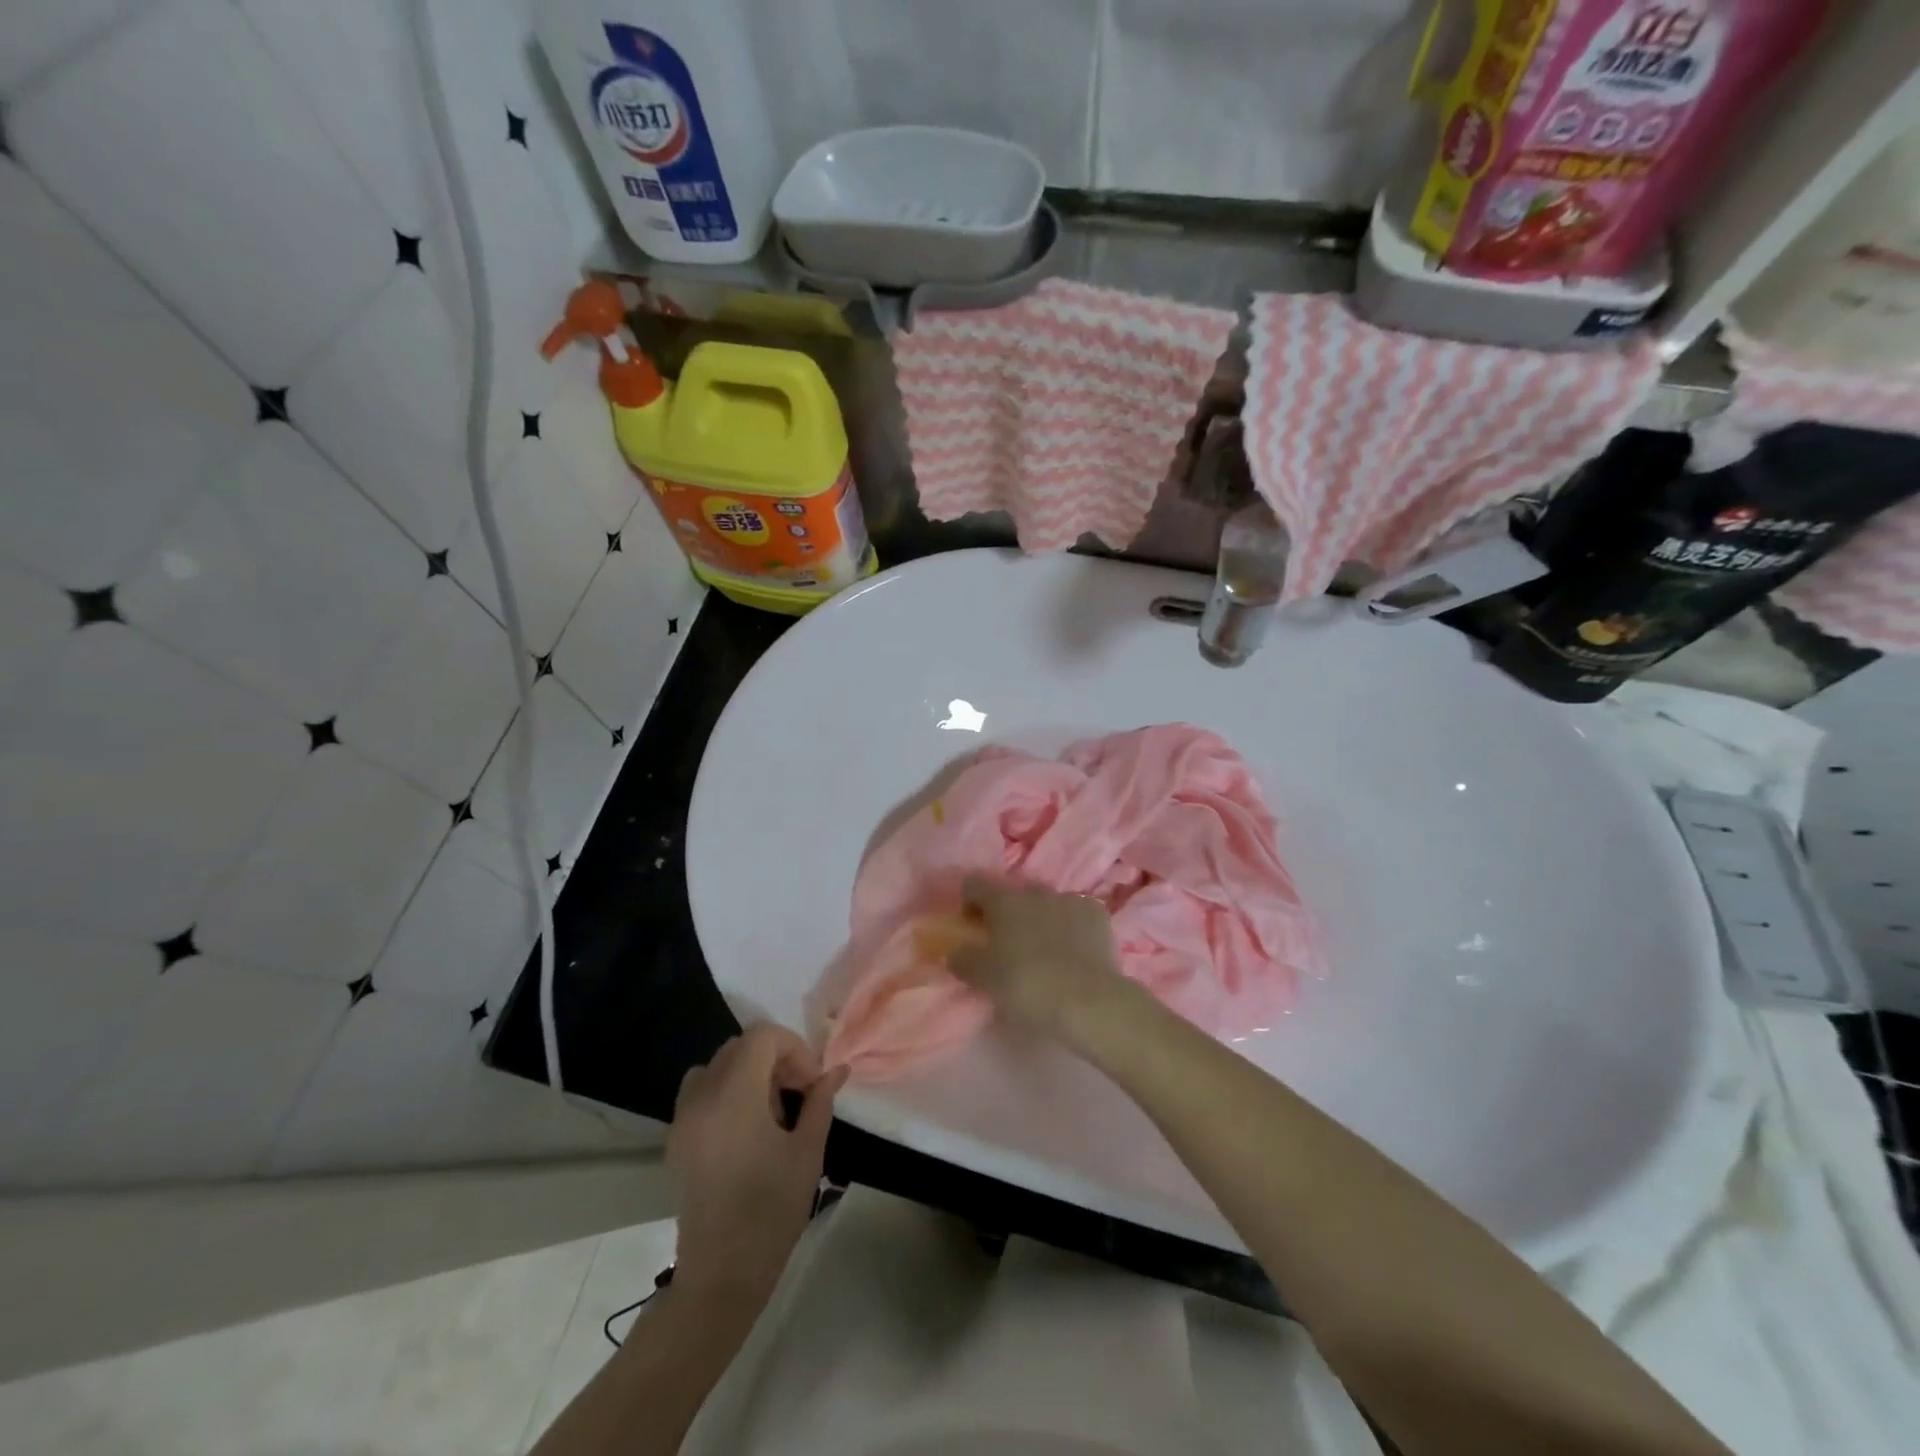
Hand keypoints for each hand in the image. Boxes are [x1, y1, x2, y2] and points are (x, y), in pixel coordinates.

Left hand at [667, 1025, 845, 1305]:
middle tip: (798, 1092)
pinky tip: (747, 1128)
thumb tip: (837, 1071)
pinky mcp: (676, 1139)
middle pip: (739, 1046)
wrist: (721, 1276)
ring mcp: (683, 1118)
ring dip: (748, 1072)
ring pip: (717, 1065)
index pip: (762, 1036)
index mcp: (734, 1095)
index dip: (794, 1048)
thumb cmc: (771, 1211)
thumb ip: (820, 1102)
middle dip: (774, 1058)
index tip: (811, 1083)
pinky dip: (726, 1090)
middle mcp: (702, 1097)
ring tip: (772, 1110)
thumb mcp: (808, 1153)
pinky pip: (700, 1091)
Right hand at [948, 877, 1128, 1039]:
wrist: (1088, 1001)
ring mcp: (1069, 899)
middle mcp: (1035, 892)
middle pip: (1013, 894)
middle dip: (1008, 913)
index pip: (974, 883)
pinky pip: (1076, 913)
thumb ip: (964, 959)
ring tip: (1045, 952)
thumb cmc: (1027, 986)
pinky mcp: (1097, 914)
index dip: (968, 902)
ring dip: (1040, 919)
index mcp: (1003, 902)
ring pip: (1047, 902)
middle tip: (1008, 946)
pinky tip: (1074, 953)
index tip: (972, 929)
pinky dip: (1071, 926)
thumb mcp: (983, 979)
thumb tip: (957, 951)